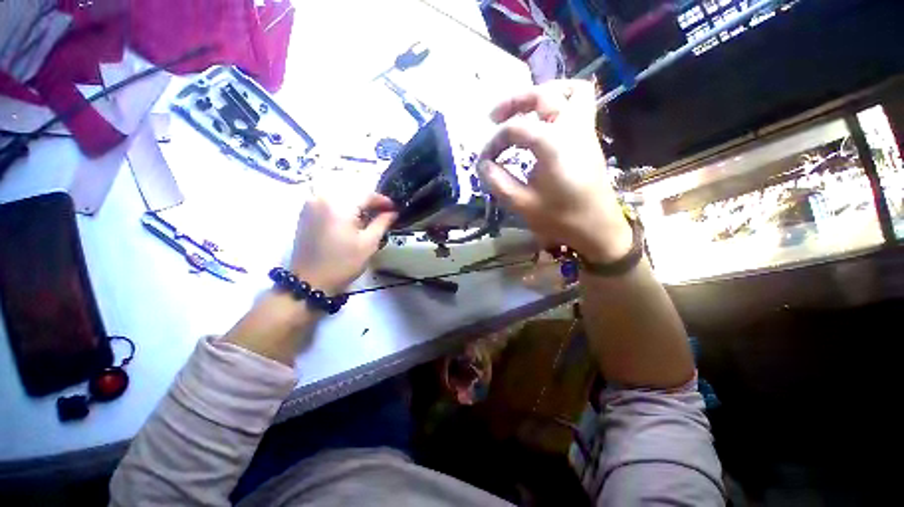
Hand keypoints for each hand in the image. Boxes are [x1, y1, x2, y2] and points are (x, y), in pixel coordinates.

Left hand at [290, 193, 396, 293]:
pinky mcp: (305, 213)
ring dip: (356, 205)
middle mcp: (321, 198)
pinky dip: (342, 207)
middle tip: (383, 214)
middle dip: (369, 202)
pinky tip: (351, 221)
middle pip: (352, 193)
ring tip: (368, 218)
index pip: (365, 194)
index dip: (382, 200)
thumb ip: (382, 223)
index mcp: (339, 205)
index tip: (394, 209)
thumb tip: (393, 213)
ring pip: (340, 197)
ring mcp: (310, 205)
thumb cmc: (343, 263)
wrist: (309, 282)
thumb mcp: (368, 243)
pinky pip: (328, 202)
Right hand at [477, 80, 630, 262]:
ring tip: (523, 112)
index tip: (484, 160)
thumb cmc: (560, 219)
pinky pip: (580, 104)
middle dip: (515, 101)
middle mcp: (571, 129)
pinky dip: (560, 103)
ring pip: (569, 91)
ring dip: (542, 95)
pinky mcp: (589, 139)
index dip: (494, 141)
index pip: (515, 128)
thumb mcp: (522, 204)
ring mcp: (585, 131)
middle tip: (494, 116)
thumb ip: (498, 182)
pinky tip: (544, 123)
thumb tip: (483, 165)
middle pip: (544, 95)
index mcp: (553, 145)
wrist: (597, 229)